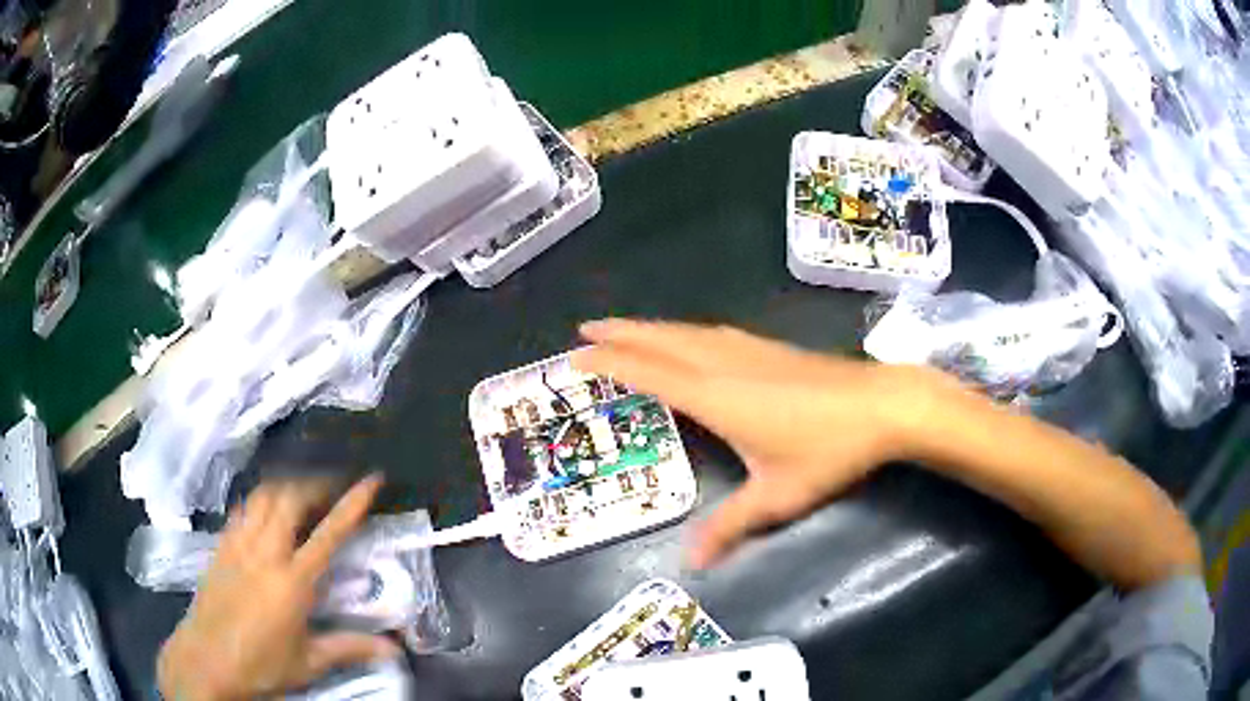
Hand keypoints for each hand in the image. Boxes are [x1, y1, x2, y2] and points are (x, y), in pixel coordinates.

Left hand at [158, 476, 399, 700]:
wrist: (206, 660)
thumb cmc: (261, 665)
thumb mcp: (309, 662)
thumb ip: (349, 648)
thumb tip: (394, 649)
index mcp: (292, 582)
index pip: (328, 534)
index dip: (352, 504)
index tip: (371, 480)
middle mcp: (265, 553)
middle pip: (290, 498)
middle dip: (315, 483)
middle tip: (333, 485)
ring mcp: (238, 545)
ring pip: (263, 496)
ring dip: (286, 486)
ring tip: (302, 491)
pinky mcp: (220, 547)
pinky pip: (243, 509)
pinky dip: (261, 500)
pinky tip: (266, 511)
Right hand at [574, 319, 946, 568]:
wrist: (882, 406)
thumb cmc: (828, 451)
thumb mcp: (776, 496)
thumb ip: (731, 526)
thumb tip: (692, 564)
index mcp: (716, 396)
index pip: (650, 372)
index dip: (611, 363)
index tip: (576, 357)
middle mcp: (725, 364)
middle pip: (662, 340)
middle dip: (621, 333)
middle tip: (585, 329)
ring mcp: (750, 351)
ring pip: (687, 332)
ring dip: (650, 327)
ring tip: (625, 328)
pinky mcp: (771, 349)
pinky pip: (710, 334)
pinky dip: (683, 332)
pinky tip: (689, 338)